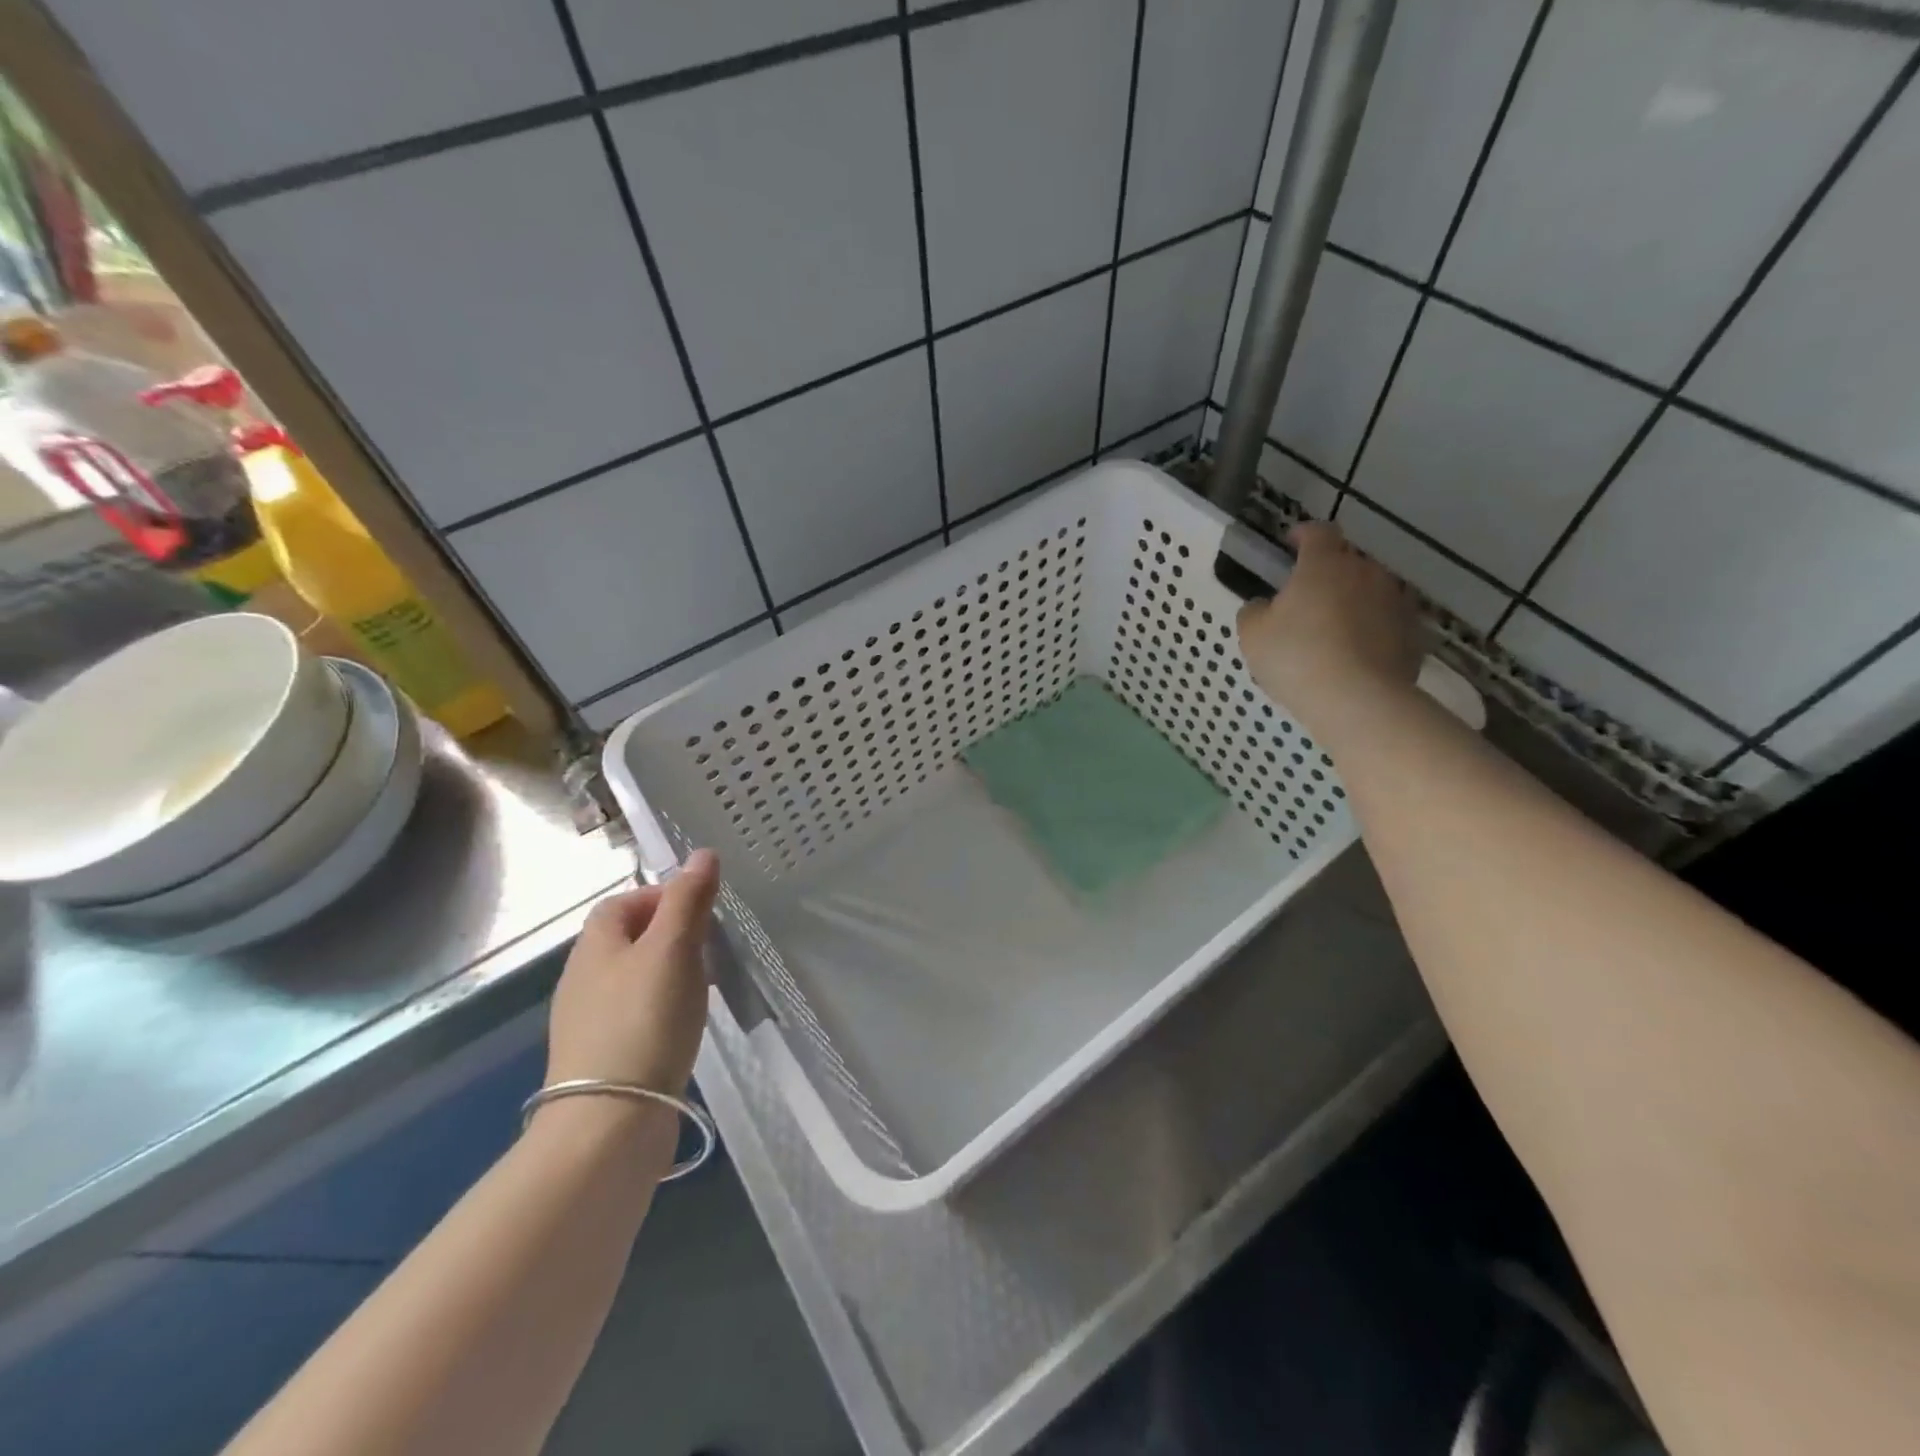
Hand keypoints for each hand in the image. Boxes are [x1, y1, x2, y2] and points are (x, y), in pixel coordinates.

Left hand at [545, 849, 720, 1096]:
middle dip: (668, 935)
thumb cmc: (645, 1020)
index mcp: (594, 946)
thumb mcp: (674, 948)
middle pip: (626, 940)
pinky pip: (633, 1016)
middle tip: (708, 948)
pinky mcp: (602, 1058)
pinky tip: (681, 1028)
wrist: (610, 1121)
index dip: (660, 896)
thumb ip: (688, 900)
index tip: (700, 911)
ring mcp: (587, 1023)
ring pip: (632, 979)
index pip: (621, 902)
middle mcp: (582, 979)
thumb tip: (702, 853)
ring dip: (666, 973)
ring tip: (701, 987)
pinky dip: (659, 1010)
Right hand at [1236, 522, 1423, 737]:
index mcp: (1324, 564)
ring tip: (1336, 631)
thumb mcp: (1252, 635)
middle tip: (1308, 599)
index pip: (1318, 532)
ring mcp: (1396, 601)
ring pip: (1371, 591)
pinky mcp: (1415, 633)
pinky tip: (1358, 656)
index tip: (1291, 543)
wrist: (1358, 700)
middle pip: (1348, 561)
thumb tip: (1263, 605)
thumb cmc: (1296, 658)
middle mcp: (1366, 572)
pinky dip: (1374, 631)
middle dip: (1329, 573)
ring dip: (1354, 602)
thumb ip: (1254, 611)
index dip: (1303, 534)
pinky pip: (1389, 622)